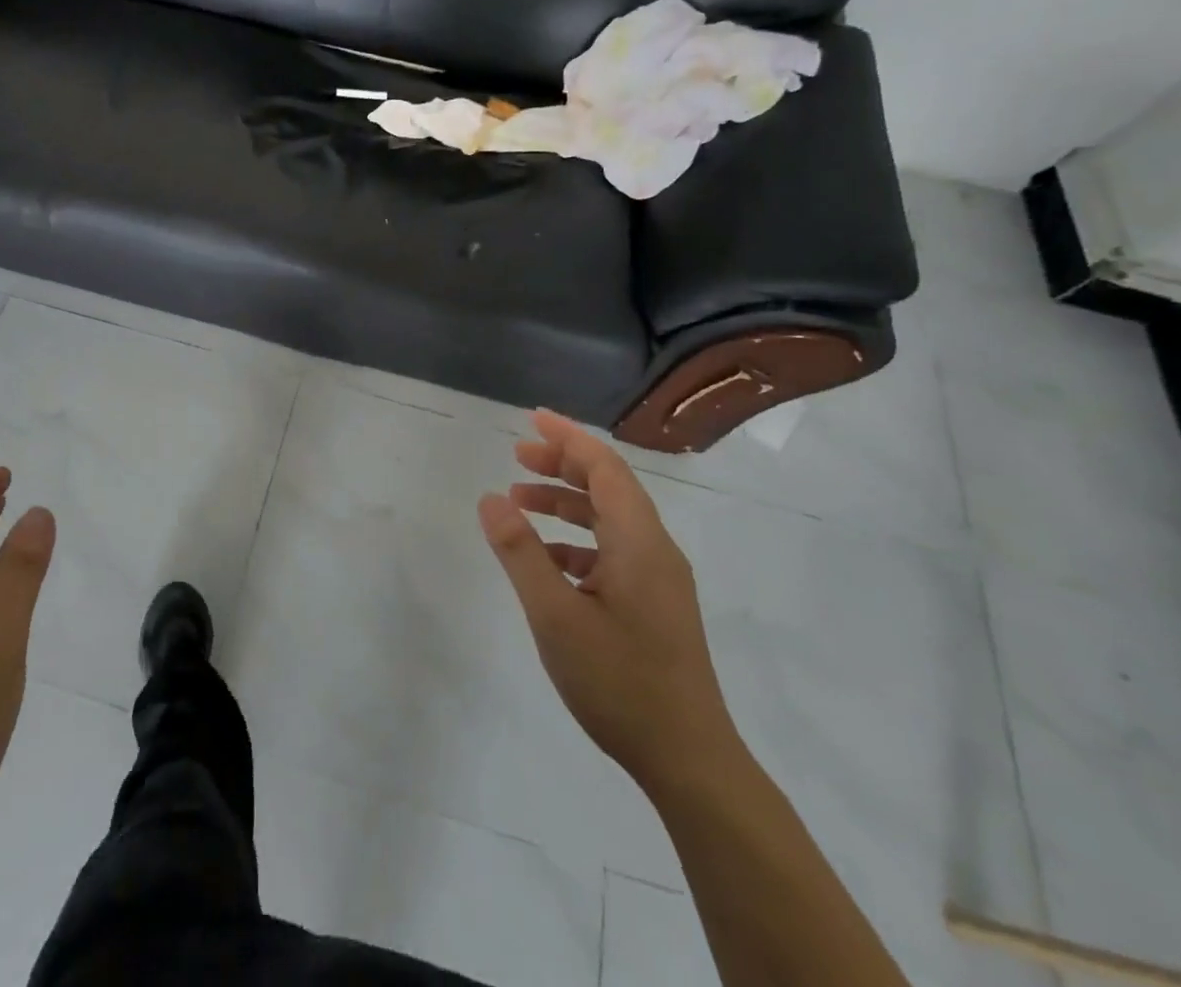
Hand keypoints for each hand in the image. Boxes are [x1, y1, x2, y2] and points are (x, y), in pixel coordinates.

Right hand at [479, 410, 739, 791]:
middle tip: (517, 455)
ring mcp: (658, 579)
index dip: (568, 437)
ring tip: (519, 500)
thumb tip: (491, 498)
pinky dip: (575, 540)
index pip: (605, 467)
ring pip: (609, 519)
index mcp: (639, 542)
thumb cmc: (619, 682)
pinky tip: (544, 559)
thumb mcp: (555, 615)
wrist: (689, 760)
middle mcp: (655, 550)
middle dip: (562, 464)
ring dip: (566, 503)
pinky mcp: (654, 604)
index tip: (531, 419)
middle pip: (609, 486)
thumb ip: (520, 552)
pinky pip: (612, 551)